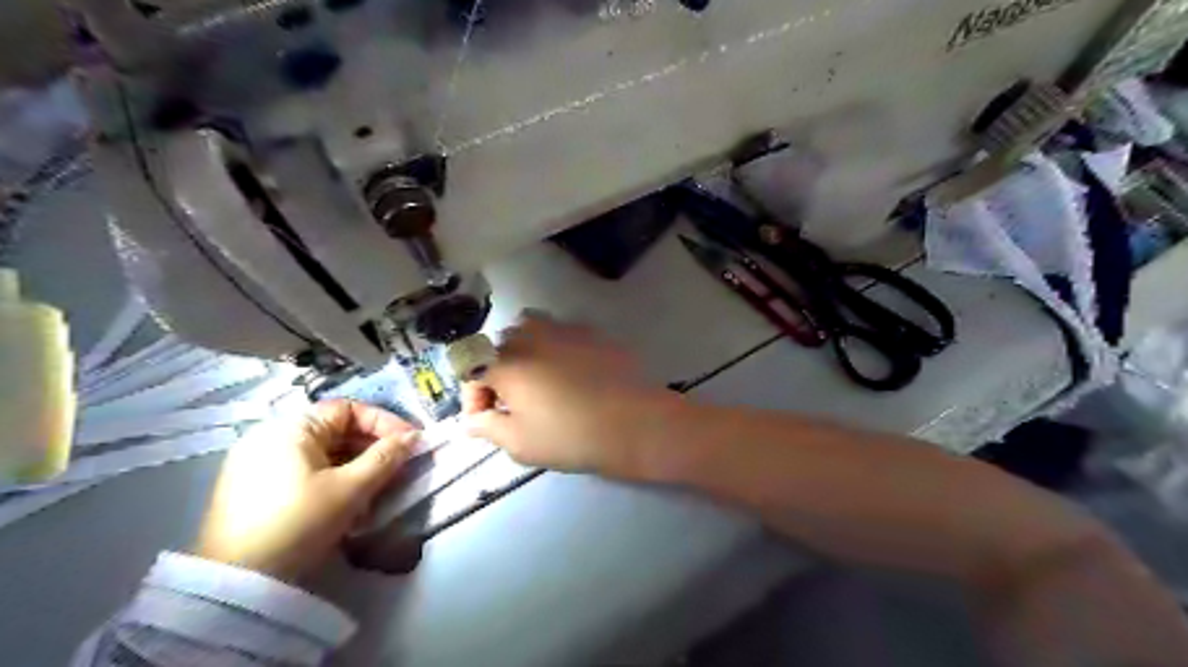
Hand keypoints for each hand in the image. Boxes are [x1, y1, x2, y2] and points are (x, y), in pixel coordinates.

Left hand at [194, 398, 414, 581]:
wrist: (235, 585)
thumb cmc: (298, 524)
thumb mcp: (350, 489)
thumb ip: (386, 458)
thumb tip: (415, 437)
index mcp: (290, 428)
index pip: (348, 409)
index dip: (384, 422)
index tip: (410, 444)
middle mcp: (270, 436)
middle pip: (334, 429)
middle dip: (372, 446)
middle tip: (399, 467)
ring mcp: (257, 463)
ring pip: (321, 453)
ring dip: (355, 464)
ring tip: (378, 487)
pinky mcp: (252, 489)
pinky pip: (304, 471)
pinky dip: (332, 478)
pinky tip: (347, 501)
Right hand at [461, 315, 682, 476]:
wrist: (633, 423)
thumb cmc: (570, 437)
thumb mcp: (519, 443)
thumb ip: (487, 426)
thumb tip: (471, 421)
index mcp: (507, 363)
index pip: (472, 370)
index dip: (474, 397)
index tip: (484, 421)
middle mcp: (530, 336)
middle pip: (499, 347)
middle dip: (497, 374)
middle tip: (512, 404)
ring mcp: (563, 329)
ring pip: (529, 330)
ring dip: (524, 352)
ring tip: (536, 381)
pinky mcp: (591, 332)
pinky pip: (560, 332)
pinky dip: (553, 348)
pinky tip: (569, 373)